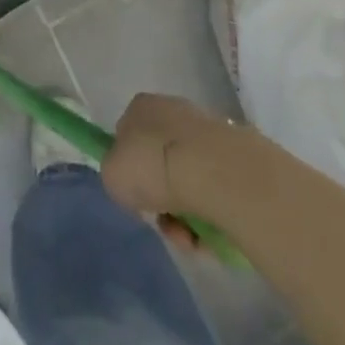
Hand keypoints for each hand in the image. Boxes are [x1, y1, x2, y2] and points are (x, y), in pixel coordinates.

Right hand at [102, 93, 242, 229]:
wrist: (210, 171)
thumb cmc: (152, 165)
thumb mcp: (112, 174)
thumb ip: (116, 174)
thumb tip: (132, 180)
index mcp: (141, 107)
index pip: (128, 135)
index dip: (130, 168)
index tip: (134, 195)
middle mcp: (172, 111)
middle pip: (160, 163)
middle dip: (160, 198)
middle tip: (162, 222)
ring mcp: (204, 132)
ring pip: (187, 182)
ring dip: (183, 216)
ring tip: (187, 237)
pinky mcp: (232, 157)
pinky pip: (212, 193)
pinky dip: (207, 217)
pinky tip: (205, 234)